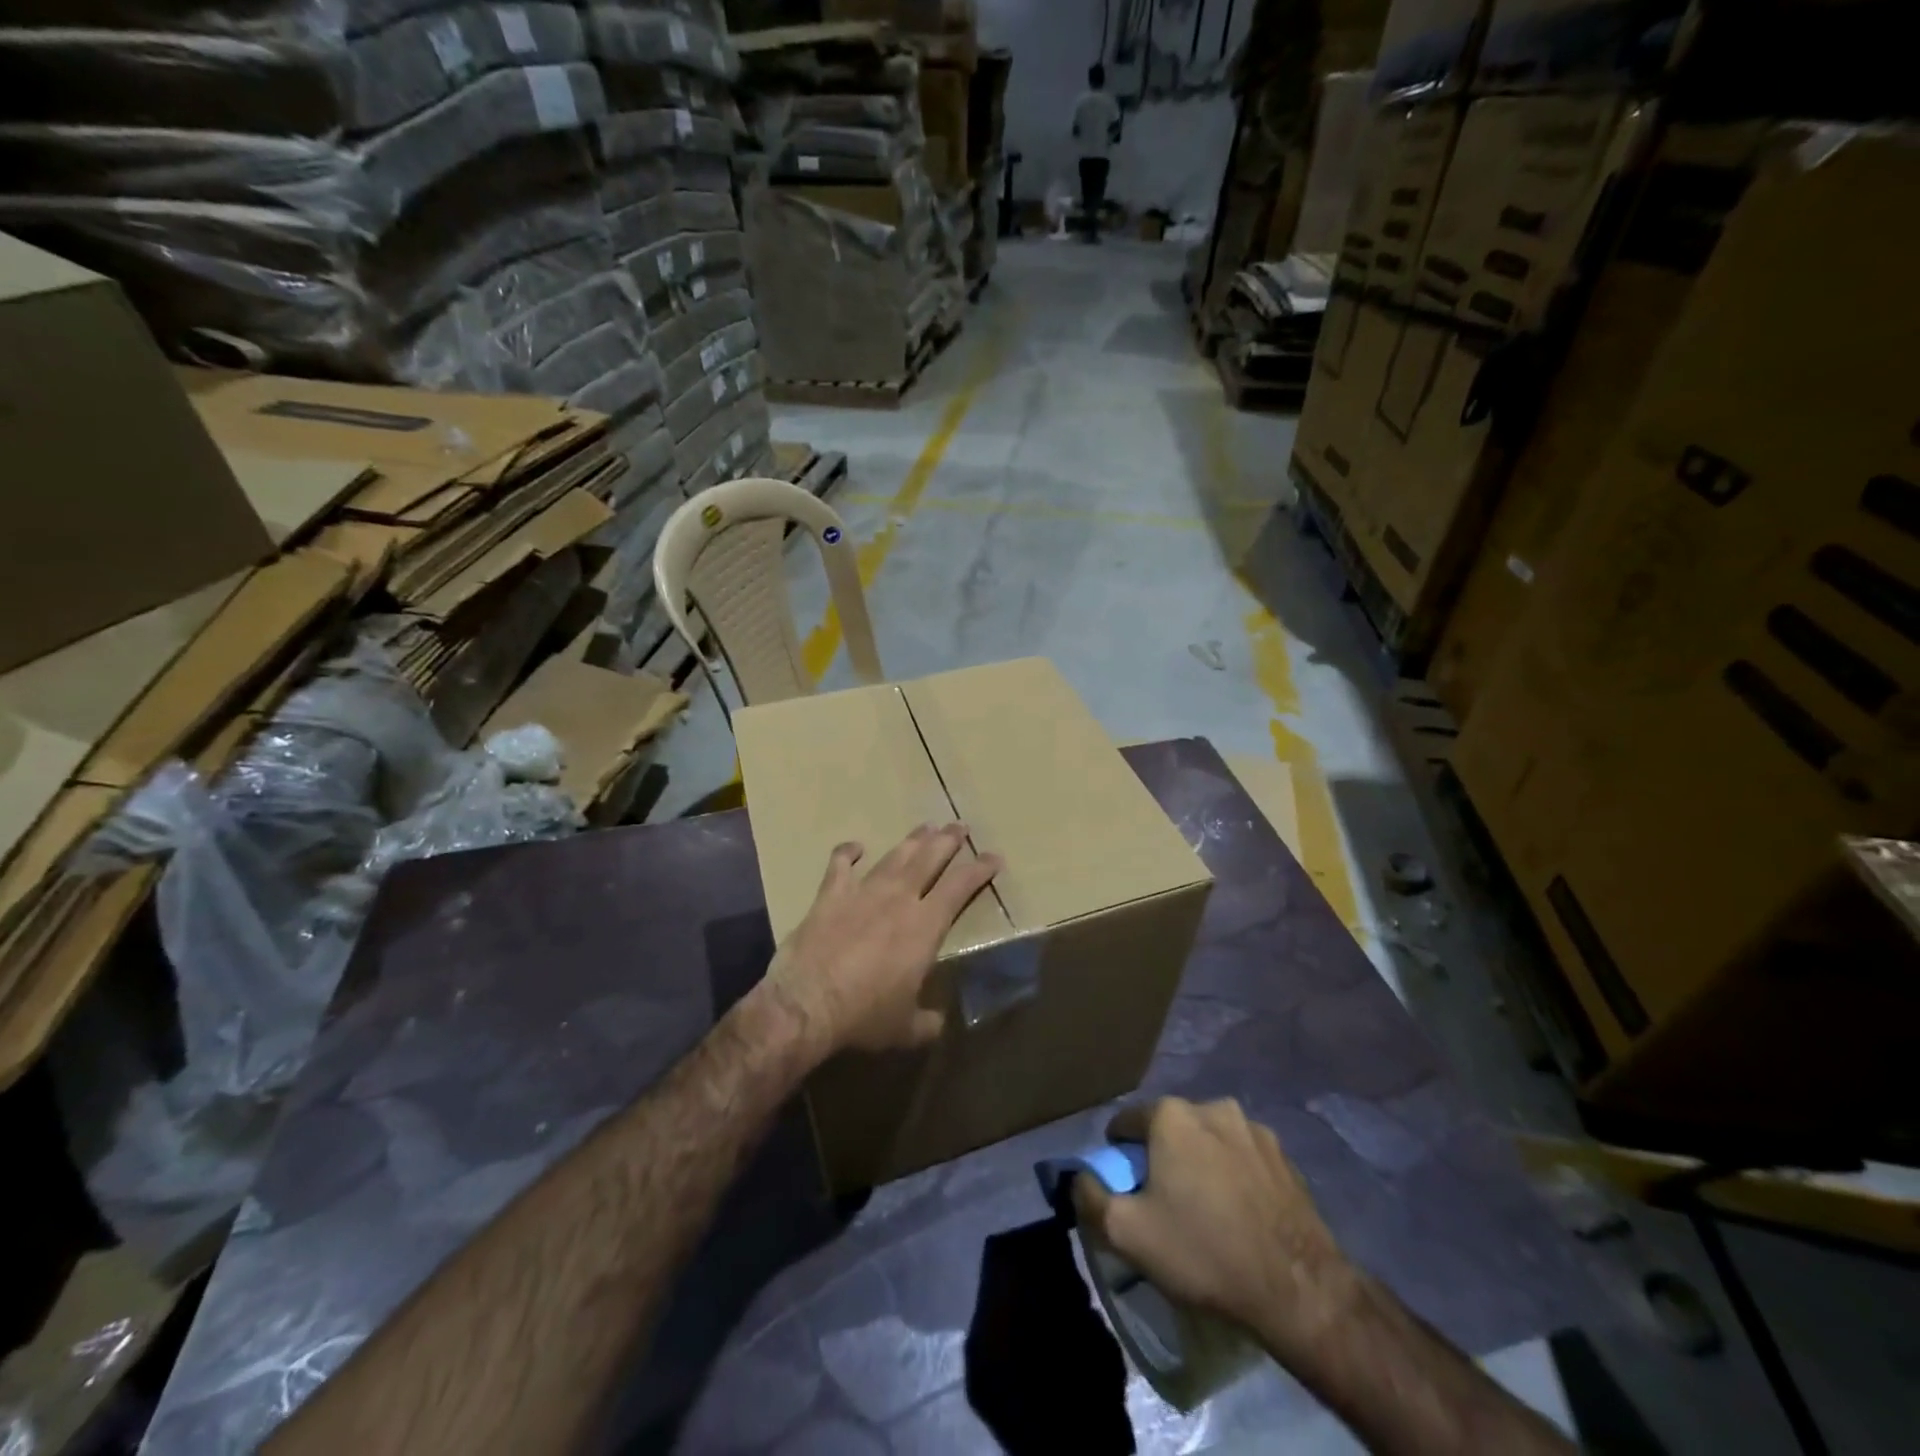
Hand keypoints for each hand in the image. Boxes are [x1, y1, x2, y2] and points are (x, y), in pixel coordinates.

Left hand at [767, 824, 1001, 1055]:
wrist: (808, 1003)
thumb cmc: (865, 1016)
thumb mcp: (906, 1028)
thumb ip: (927, 1021)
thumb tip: (938, 1022)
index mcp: (925, 926)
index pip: (960, 887)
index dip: (980, 869)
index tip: (994, 856)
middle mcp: (899, 899)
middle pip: (929, 859)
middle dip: (947, 840)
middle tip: (958, 826)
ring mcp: (863, 893)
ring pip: (894, 857)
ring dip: (912, 841)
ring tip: (925, 827)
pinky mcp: (830, 896)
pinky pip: (839, 865)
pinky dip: (847, 853)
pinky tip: (854, 846)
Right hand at [1072, 1098, 1359, 1366]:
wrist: (1298, 1289)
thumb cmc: (1203, 1251)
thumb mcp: (1128, 1234)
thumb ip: (1089, 1196)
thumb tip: (1078, 1176)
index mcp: (1171, 1115)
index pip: (1126, 1124)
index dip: (1119, 1157)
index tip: (1128, 1191)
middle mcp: (1211, 1106)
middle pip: (1169, 1129)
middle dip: (1161, 1157)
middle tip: (1166, 1204)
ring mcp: (1253, 1128)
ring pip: (1208, 1140)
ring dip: (1200, 1163)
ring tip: (1207, 1211)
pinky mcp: (1283, 1155)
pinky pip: (1242, 1157)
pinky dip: (1233, 1175)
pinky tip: (1240, 1214)